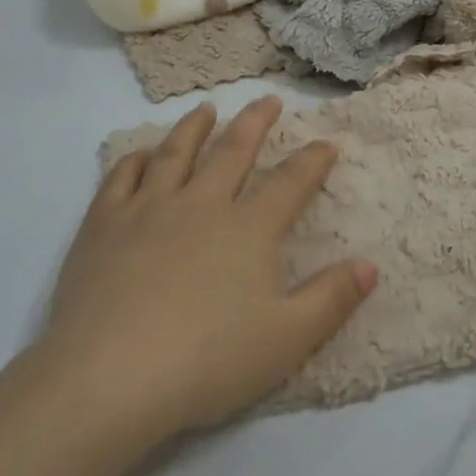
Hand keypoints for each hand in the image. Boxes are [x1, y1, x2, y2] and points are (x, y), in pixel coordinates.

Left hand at [39, 96, 376, 445]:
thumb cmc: (207, 361)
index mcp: (247, 229)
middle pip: (233, 151)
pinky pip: (122, 177)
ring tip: (206, 109)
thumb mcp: (286, 340)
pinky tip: (142, 154)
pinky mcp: (104, 224)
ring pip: (176, 153)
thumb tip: (370, 265)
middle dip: (256, 123)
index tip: (326, 143)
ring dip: (194, 127)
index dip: (312, 161)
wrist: (109, 376)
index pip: (289, 183)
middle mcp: (200, 204)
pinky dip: (135, 159)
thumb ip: (331, 299)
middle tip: (268, 100)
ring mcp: (148, 208)